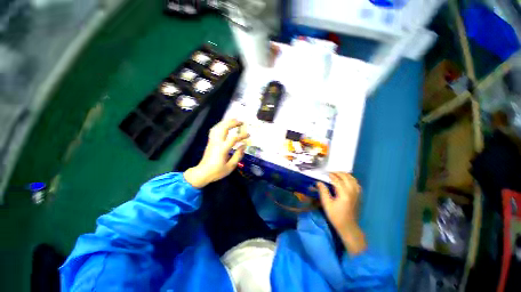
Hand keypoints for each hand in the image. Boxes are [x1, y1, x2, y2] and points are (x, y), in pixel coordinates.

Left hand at [184, 119, 248, 187]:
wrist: (202, 173)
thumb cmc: (217, 171)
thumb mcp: (230, 166)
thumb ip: (238, 155)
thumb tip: (243, 146)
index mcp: (222, 149)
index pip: (234, 138)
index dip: (242, 135)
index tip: (248, 135)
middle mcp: (216, 142)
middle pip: (224, 128)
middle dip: (233, 123)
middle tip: (241, 122)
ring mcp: (212, 141)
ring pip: (218, 127)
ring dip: (226, 122)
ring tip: (234, 120)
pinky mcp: (210, 141)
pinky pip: (214, 130)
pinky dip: (220, 125)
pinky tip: (224, 125)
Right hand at [317, 172, 366, 254]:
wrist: (348, 226)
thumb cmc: (336, 216)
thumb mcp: (327, 204)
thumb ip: (323, 191)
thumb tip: (319, 182)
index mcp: (344, 194)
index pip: (337, 180)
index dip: (331, 175)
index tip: (326, 173)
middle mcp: (352, 191)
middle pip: (346, 177)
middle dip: (338, 173)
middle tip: (331, 173)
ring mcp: (357, 194)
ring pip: (353, 179)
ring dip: (345, 175)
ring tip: (338, 174)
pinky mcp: (359, 196)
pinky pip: (356, 184)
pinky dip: (351, 179)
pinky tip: (346, 180)